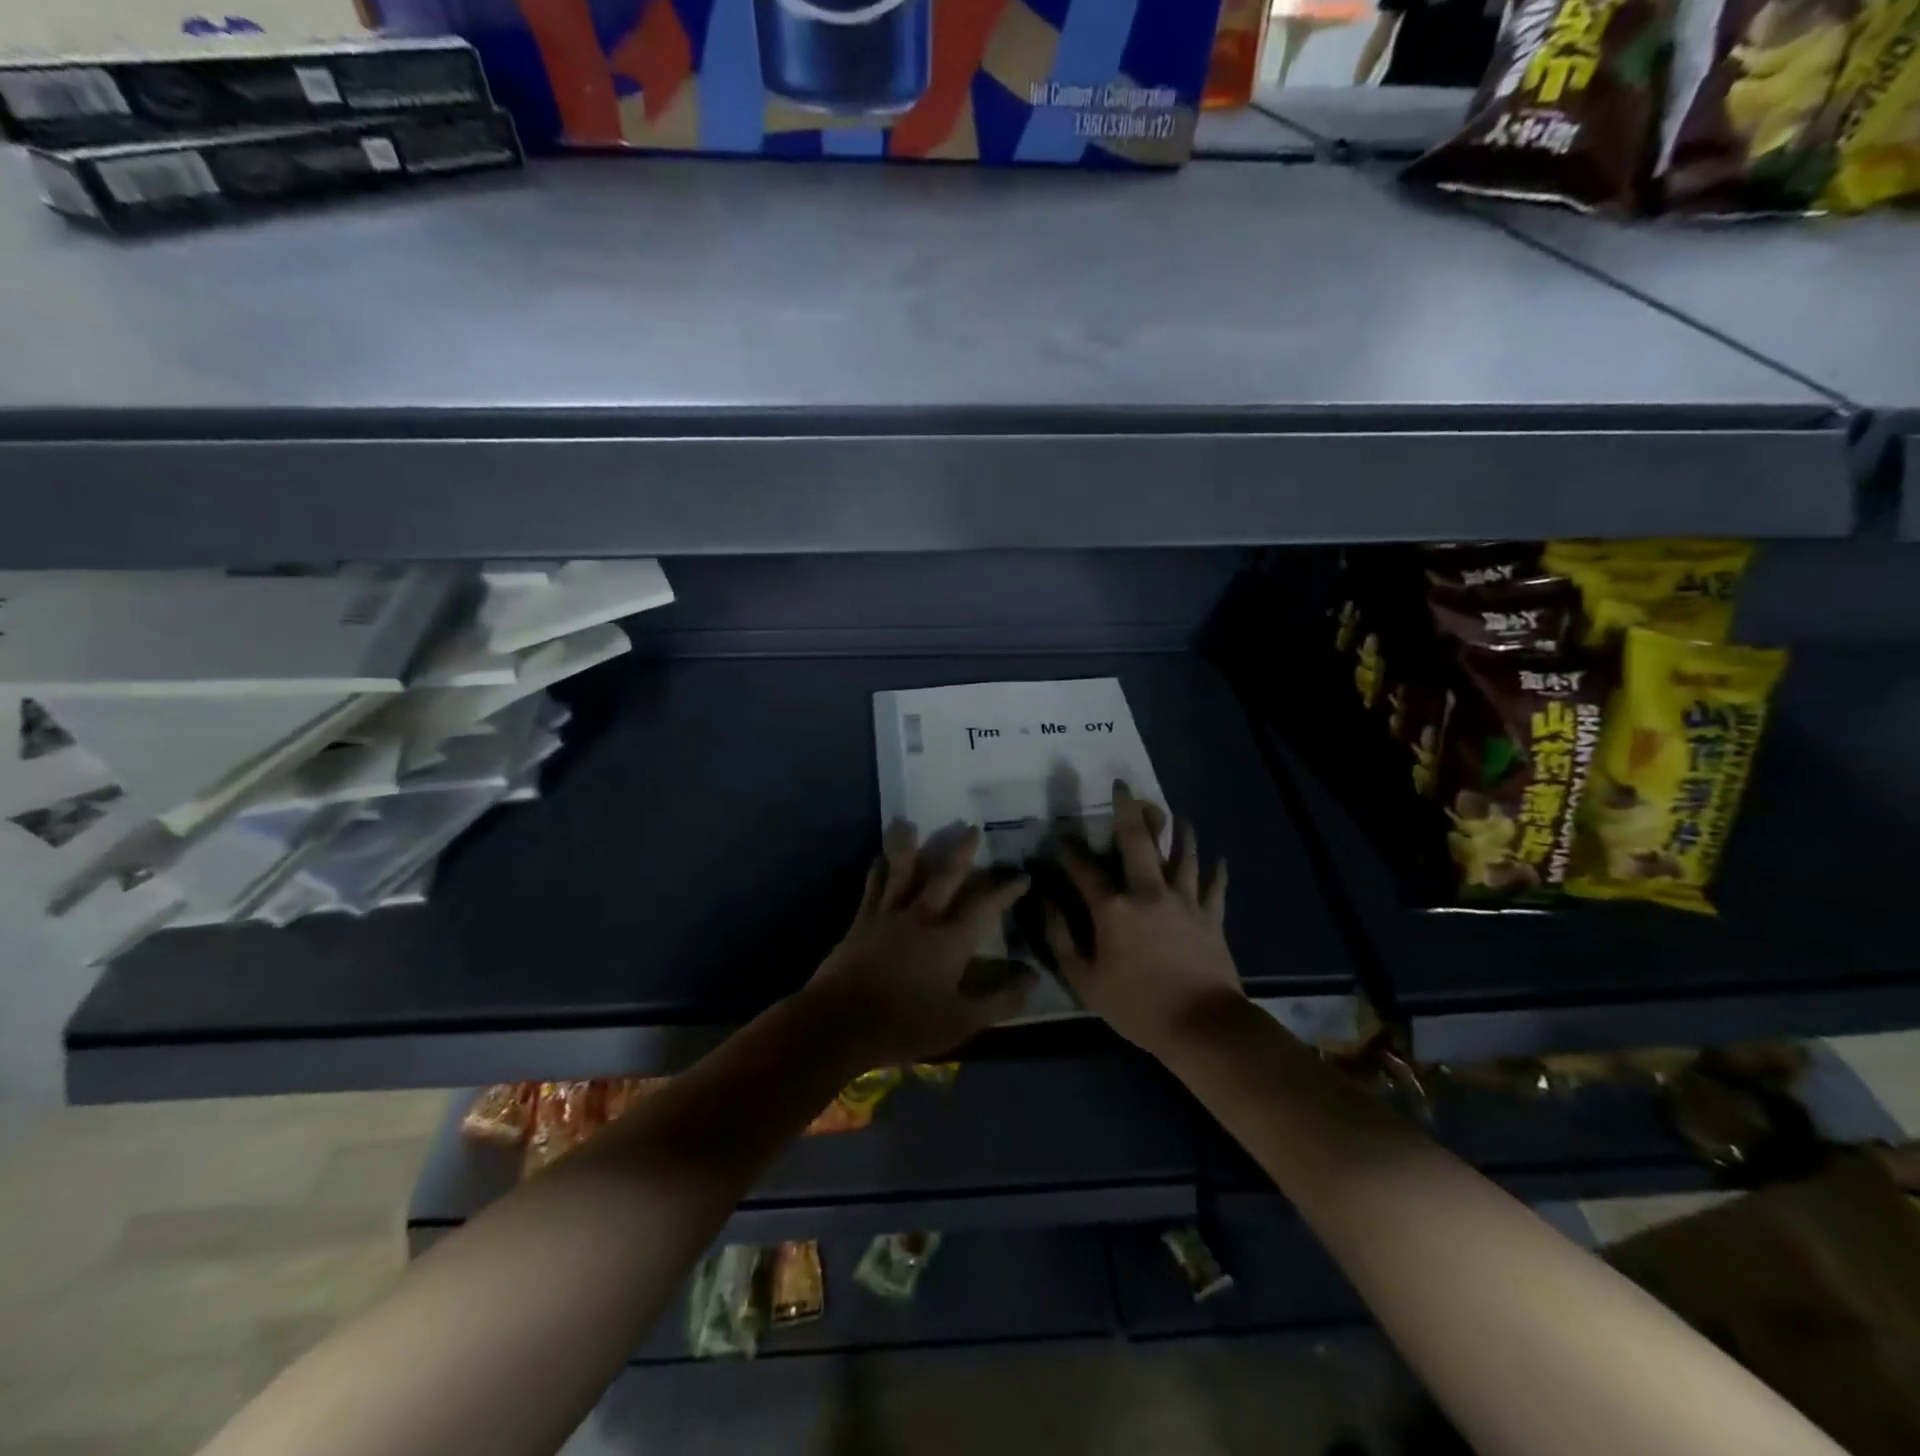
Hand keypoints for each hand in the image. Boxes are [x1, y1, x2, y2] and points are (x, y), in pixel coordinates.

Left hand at [805, 821, 1035, 1065]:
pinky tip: (878, 857)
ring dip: (908, 845)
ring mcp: (889, 915)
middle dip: (961, 851)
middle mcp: (922, 917)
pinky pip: (872, 886)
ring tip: (908, 821)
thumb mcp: (962, 1022)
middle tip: (971, 828)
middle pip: (945, 875)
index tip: (1022, 875)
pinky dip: (877, 869)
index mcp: (951, 940)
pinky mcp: (861, 921)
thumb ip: (1001, 1001)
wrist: (840, 1023)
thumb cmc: (905, 1025)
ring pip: (902, 871)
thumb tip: (1033, 978)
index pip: (986, 906)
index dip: (1006, 890)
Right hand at [1046, 782, 1242, 1055]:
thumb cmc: (1136, 1006)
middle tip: (1124, 786)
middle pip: (1138, 842)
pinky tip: (1220, 857)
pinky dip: (1218, 871)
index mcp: (1114, 908)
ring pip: (1183, 855)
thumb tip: (1048, 904)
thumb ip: (1061, 938)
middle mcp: (1148, 892)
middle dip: (1128, 810)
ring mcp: (1185, 901)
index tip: (1060, 834)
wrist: (1200, 1026)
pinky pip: (1216, 888)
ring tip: (1176, 813)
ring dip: (1179, 831)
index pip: (1084, 870)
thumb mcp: (1085, 980)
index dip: (1069, 850)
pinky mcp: (1211, 917)